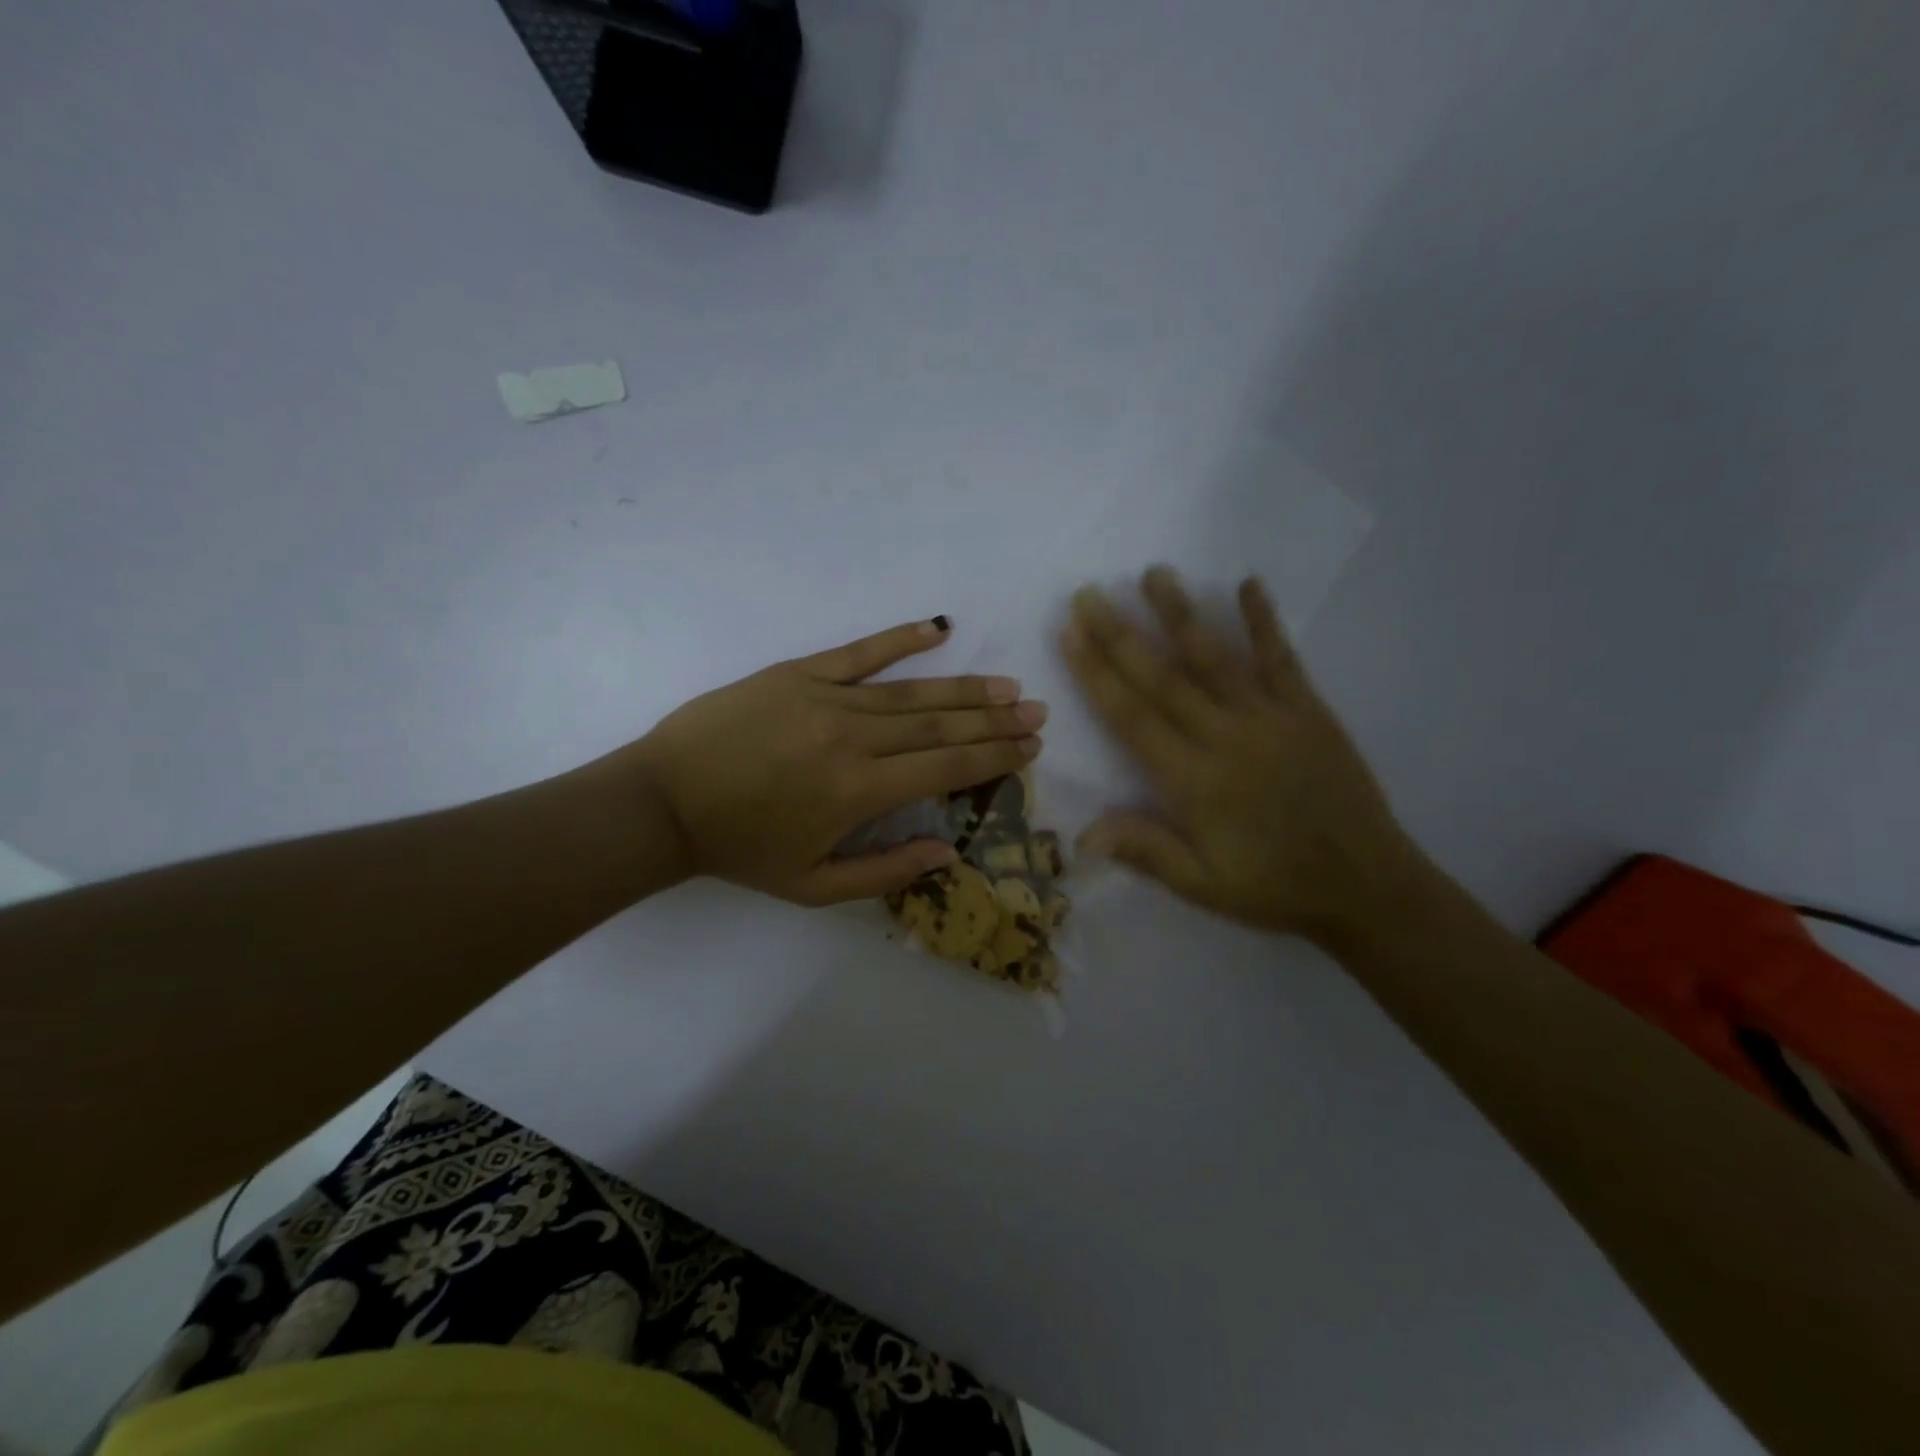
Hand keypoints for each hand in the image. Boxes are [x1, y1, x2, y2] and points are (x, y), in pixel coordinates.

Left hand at [628, 618, 1044, 905]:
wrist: (663, 802)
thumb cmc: (740, 849)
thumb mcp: (812, 886)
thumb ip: (885, 872)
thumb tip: (948, 853)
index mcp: (859, 793)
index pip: (946, 768)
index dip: (994, 757)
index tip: (1030, 747)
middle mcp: (853, 740)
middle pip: (940, 727)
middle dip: (994, 721)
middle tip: (1036, 712)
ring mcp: (826, 699)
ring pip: (912, 692)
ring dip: (965, 689)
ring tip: (1007, 687)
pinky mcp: (799, 674)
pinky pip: (860, 652)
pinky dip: (901, 639)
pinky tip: (938, 628)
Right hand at [1061, 569, 1430, 945]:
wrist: (1367, 886)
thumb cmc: (1274, 887)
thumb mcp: (1202, 885)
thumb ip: (1145, 851)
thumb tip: (1082, 832)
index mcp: (1194, 781)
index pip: (1132, 717)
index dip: (1096, 673)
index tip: (1069, 633)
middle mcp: (1227, 738)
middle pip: (1163, 678)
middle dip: (1120, 634)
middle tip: (1089, 594)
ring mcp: (1271, 718)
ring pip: (1216, 657)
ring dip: (1181, 613)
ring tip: (1154, 573)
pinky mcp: (1309, 711)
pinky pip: (1282, 659)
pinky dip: (1264, 621)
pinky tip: (1248, 584)